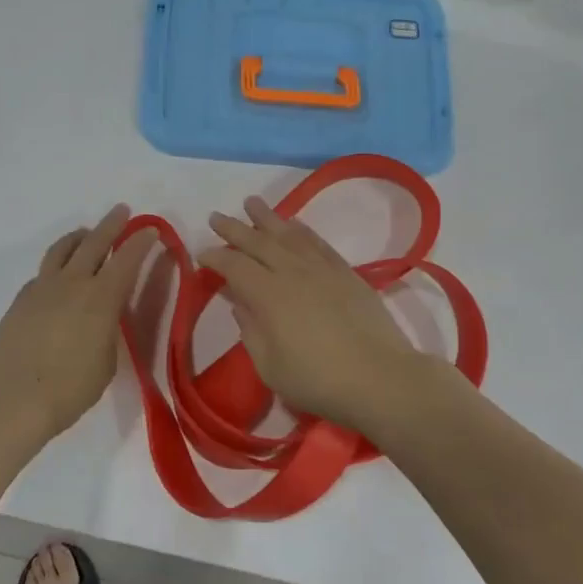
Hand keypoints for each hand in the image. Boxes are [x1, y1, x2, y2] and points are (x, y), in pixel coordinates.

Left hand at [0, 206, 153, 439]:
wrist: (14, 398)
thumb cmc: (71, 388)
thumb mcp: (107, 360)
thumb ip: (108, 329)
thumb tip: (102, 316)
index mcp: (101, 297)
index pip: (127, 259)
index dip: (141, 242)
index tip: (150, 230)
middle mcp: (73, 282)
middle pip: (94, 242)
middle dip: (112, 224)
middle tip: (121, 211)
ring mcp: (43, 287)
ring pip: (62, 249)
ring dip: (79, 236)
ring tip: (86, 233)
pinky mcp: (21, 299)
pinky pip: (43, 272)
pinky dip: (57, 265)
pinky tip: (58, 277)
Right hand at [200, 199, 428, 433]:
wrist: (380, 378)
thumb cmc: (318, 381)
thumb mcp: (270, 367)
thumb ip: (251, 332)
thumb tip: (241, 305)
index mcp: (268, 295)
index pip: (234, 266)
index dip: (215, 257)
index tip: (202, 253)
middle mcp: (292, 272)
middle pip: (258, 242)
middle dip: (234, 228)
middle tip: (216, 216)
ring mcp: (322, 269)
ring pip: (289, 234)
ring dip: (267, 217)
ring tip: (252, 202)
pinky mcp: (346, 273)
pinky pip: (317, 242)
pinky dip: (301, 229)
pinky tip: (294, 224)